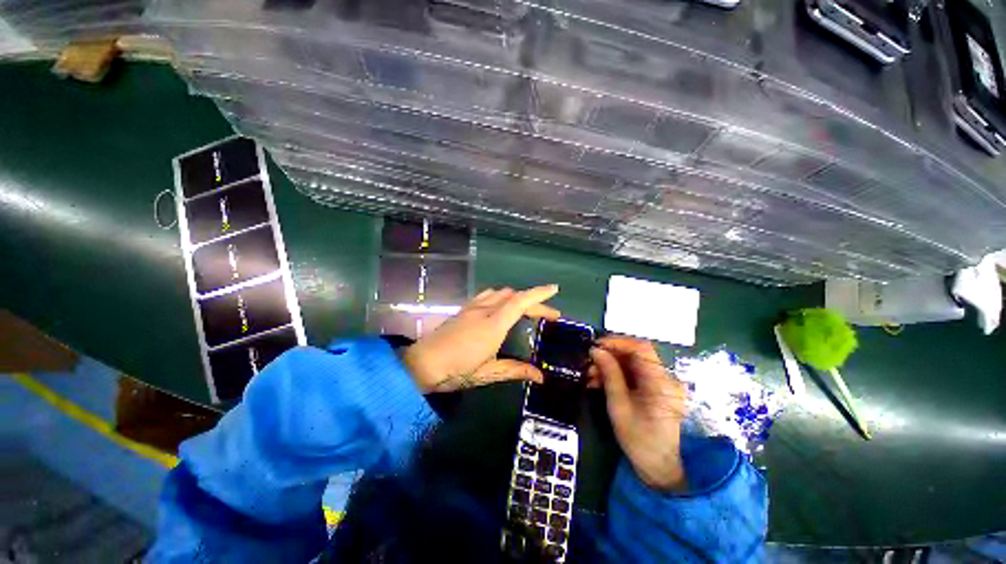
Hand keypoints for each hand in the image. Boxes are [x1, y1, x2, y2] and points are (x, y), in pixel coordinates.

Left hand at [402, 285, 560, 392]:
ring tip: (526, 310)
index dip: (539, 294)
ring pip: (499, 292)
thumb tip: (540, 376)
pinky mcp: (463, 309)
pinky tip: (500, 308)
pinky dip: (500, 297)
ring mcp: (472, 307)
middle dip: (533, 301)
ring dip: (516, 297)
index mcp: (494, 324)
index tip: (555, 289)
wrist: (422, 364)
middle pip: (513, 296)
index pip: (521, 301)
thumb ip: (515, 370)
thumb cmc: (456, 370)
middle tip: (548, 315)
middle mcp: (484, 310)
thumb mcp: (489, 373)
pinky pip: (486, 295)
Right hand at [590, 337, 688, 491]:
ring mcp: (661, 383)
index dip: (617, 342)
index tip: (596, 346)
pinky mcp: (655, 389)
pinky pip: (633, 374)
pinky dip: (616, 374)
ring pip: (632, 363)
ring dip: (610, 365)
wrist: (660, 468)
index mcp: (661, 382)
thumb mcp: (619, 407)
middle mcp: (664, 377)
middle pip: (635, 354)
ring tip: (590, 375)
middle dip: (609, 355)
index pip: (641, 348)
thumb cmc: (640, 440)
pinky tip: (599, 382)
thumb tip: (596, 350)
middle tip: (589, 363)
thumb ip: (609, 375)